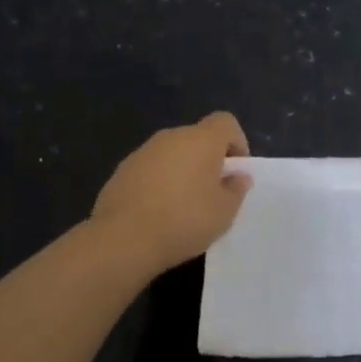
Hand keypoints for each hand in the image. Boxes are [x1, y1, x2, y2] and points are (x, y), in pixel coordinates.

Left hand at [92, 113, 251, 276]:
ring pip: (172, 154)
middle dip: (208, 160)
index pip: (225, 122)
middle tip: (212, 193)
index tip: (235, 171)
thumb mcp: (224, 212)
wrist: (123, 239)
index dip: (236, 142)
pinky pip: (151, 169)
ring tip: (183, 206)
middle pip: (198, 138)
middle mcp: (172, 137)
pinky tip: (156, 212)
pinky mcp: (122, 170)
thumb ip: (236, 189)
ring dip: (182, 171)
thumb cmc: (184, 220)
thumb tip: (238, 176)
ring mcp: (143, 151)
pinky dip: (159, 183)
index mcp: (201, 140)